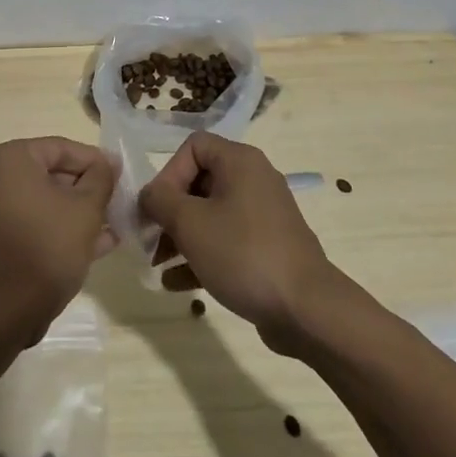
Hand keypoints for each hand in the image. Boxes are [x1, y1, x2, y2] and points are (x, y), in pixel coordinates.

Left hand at [0, 136, 115, 344]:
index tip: (121, 176)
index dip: (95, 161)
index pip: (61, 148)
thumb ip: (101, 179)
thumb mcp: (85, 209)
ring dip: (78, 212)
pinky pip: (33, 222)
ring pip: (44, 201)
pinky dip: (60, 228)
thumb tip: (108, 162)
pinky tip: (97, 244)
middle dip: (87, 189)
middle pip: (51, 173)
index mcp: (10, 159)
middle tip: (118, 202)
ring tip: (114, 224)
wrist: (2, 314)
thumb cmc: (46, 249)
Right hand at [139, 132, 340, 351]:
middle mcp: (254, 180)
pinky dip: (202, 255)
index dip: (168, 173)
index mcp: (239, 162)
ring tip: (158, 264)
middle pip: (199, 182)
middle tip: (149, 238)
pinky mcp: (267, 247)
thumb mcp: (190, 223)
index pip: (193, 147)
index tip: (157, 208)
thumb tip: (149, 195)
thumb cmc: (243, 253)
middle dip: (170, 211)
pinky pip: (226, 240)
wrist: (306, 309)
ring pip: (210, 215)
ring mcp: (263, 215)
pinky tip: (177, 284)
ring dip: (180, 237)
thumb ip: (160, 201)